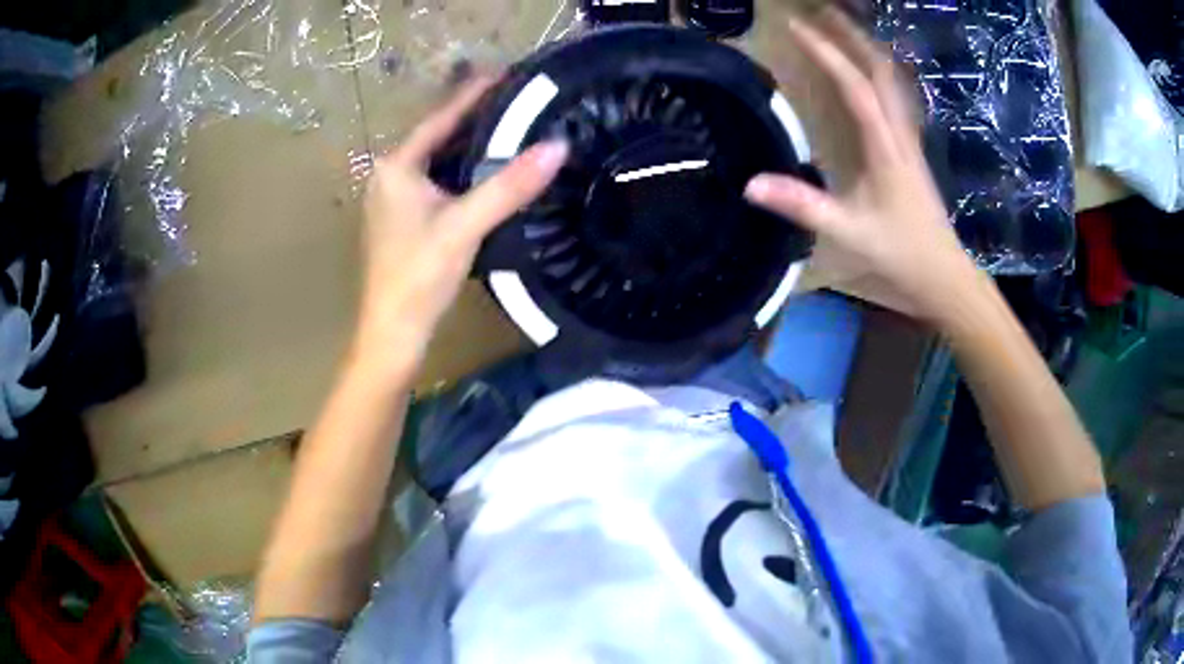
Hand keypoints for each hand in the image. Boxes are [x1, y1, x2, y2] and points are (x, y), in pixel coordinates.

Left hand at [355, 77, 567, 367]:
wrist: (392, 332)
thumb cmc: (419, 275)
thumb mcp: (465, 226)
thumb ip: (509, 185)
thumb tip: (558, 146)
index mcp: (396, 167)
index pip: (440, 118)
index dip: (473, 94)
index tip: (505, 72)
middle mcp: (390, 176)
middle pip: (438, 137)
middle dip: (475, 119)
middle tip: (518, 101)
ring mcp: (394, 200)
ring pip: (438, 162)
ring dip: (470, 146)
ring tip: (511, 129)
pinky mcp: (403, 221)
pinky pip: (438, 183)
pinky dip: (463, 173)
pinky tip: (488, 173)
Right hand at [745, 11, 982, 321]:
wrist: (944, 275)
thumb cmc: (901, 253)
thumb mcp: (848, 231)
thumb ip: (802, 206)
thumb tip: (750, 185)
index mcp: (885, 146)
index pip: (854, 87)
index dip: (826, 53)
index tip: (795, 27)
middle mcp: (901, 133)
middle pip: (881, 71)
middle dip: (852, 37)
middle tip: (823, 13)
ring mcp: (910, 141)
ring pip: (893, 82)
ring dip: (869, 50)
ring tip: (845, 31)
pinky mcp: (912, 151)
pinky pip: (897, 99)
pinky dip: (881, 75)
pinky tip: (871, 75)